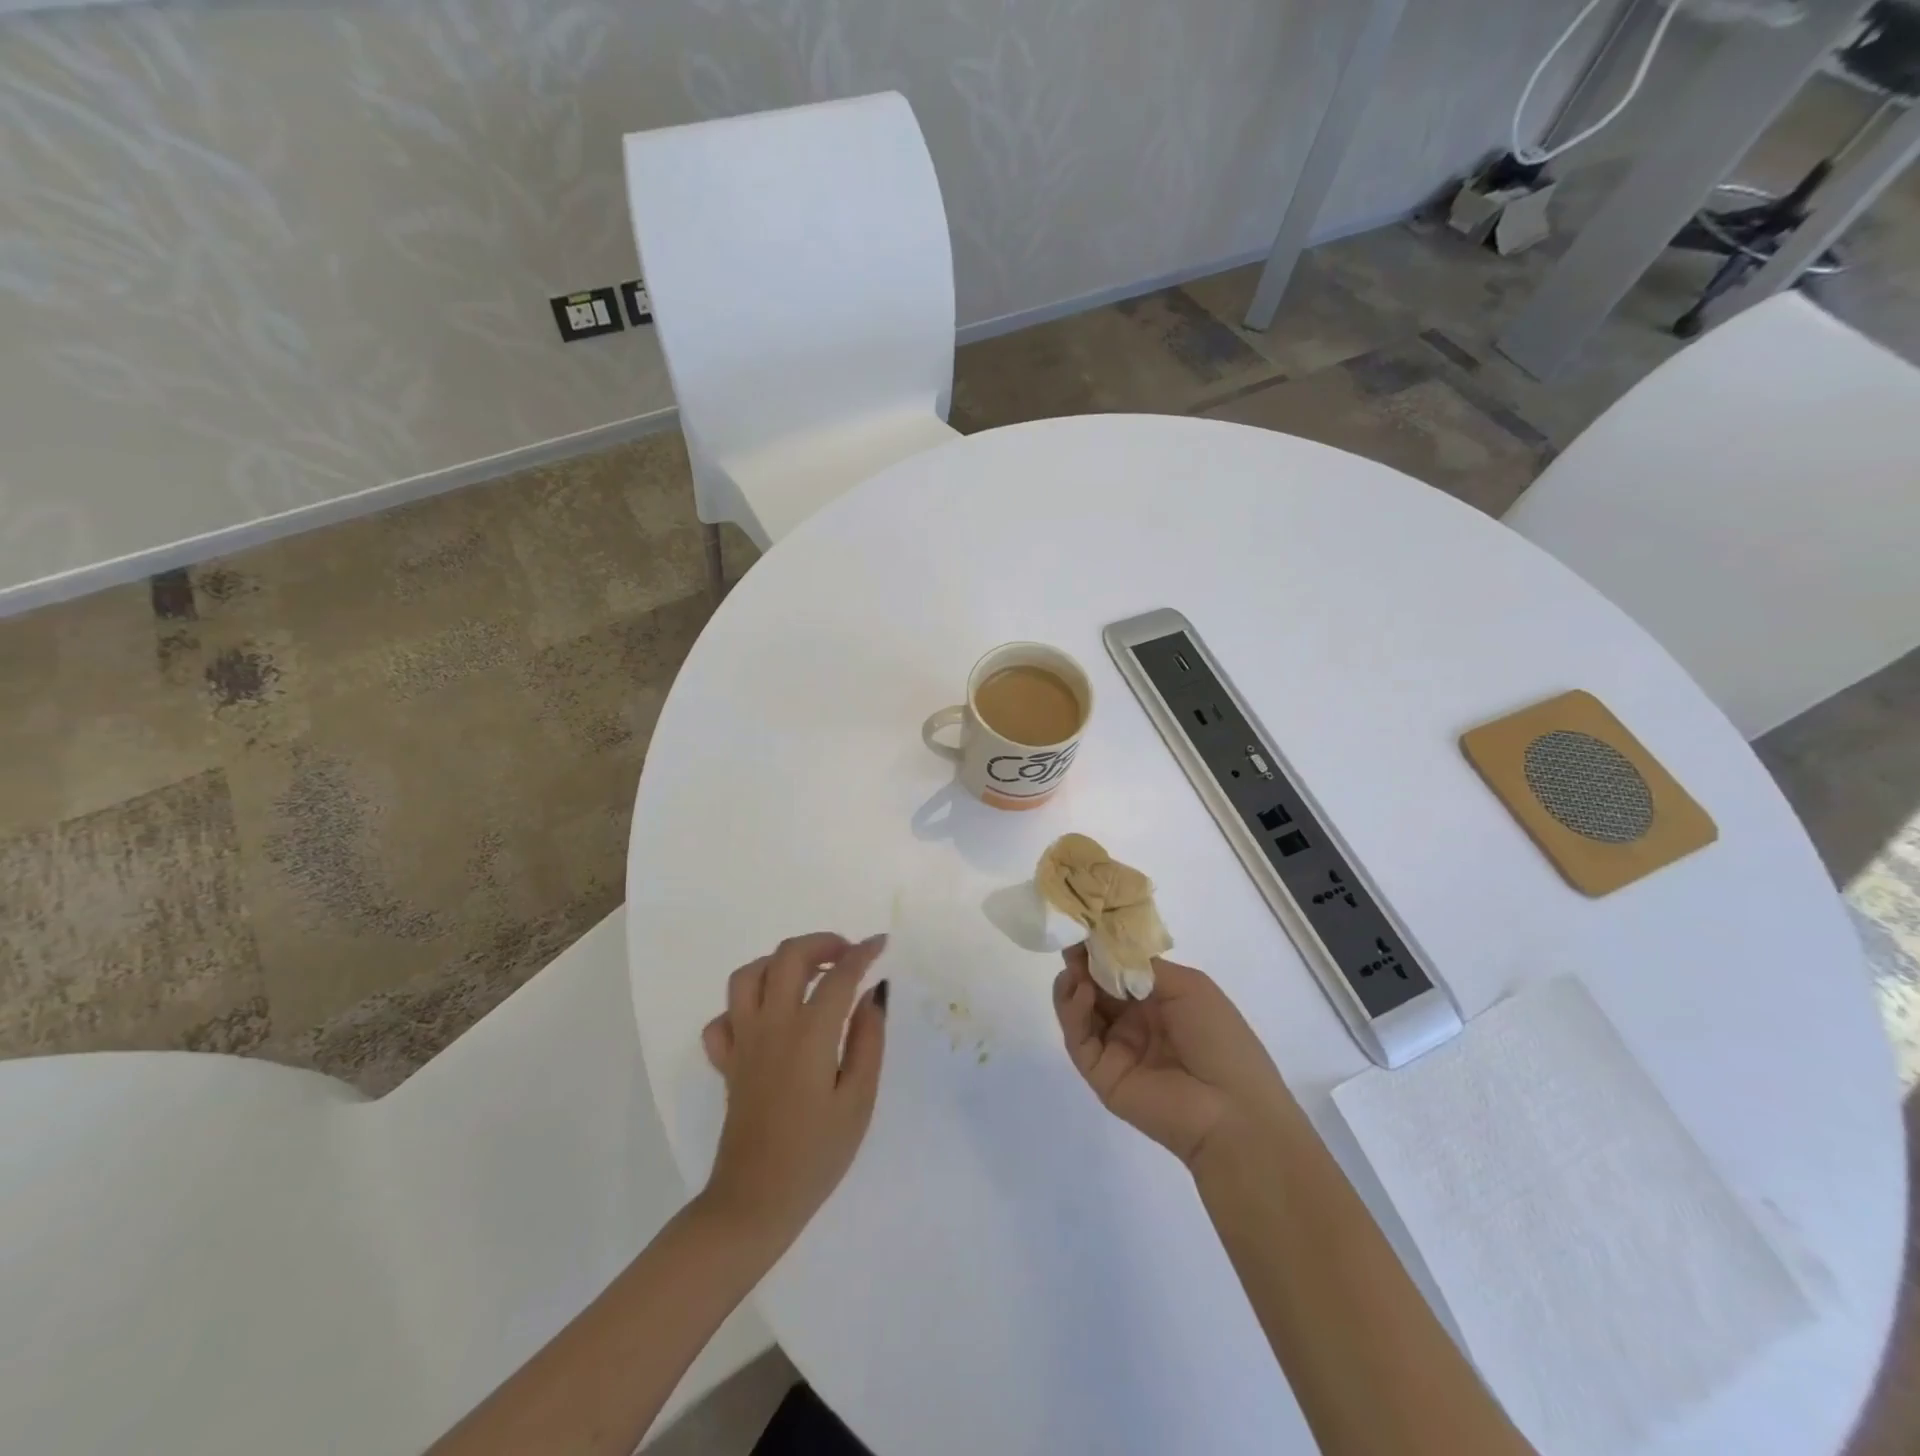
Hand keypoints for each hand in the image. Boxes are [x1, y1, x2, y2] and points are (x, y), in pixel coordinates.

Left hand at [699, 933, 888, 1251]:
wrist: (755, 1202)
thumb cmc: (816, 1154)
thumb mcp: (859, 1100)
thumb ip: (868, 1040)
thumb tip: (872, 994)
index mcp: (809, 1034)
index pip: (839, 975)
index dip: (863, 953)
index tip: (881, 944)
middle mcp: (771, 1026)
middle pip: (788, 957)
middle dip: (821, 943)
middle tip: (847, 955)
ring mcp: (743, 1041)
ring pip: (748, 975)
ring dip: (779, 963)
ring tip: (807, 975)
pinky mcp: (726, 1062)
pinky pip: (724, 1017)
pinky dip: (745, 1006)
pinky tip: (768, 1018)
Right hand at [1053, 944, 1289, 1165]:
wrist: (1232, 1109)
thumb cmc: (1219, 1038)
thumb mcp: (1188, 987)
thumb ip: (1143, 966)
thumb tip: (1103, 947)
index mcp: (1160, 1002)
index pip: (1121, 971)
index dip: (1103, 951)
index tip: (1085, 928)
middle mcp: (1135, 1023)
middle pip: (1096, 988)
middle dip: (1082, 963)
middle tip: (1071, 943)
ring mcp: (1116, 1049)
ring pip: (1081, 1012)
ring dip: (1073, 984)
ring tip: (1074, 967)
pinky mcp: (1101, 1074)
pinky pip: (1079, 1039)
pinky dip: (1073, 1011)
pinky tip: (1081, 991)